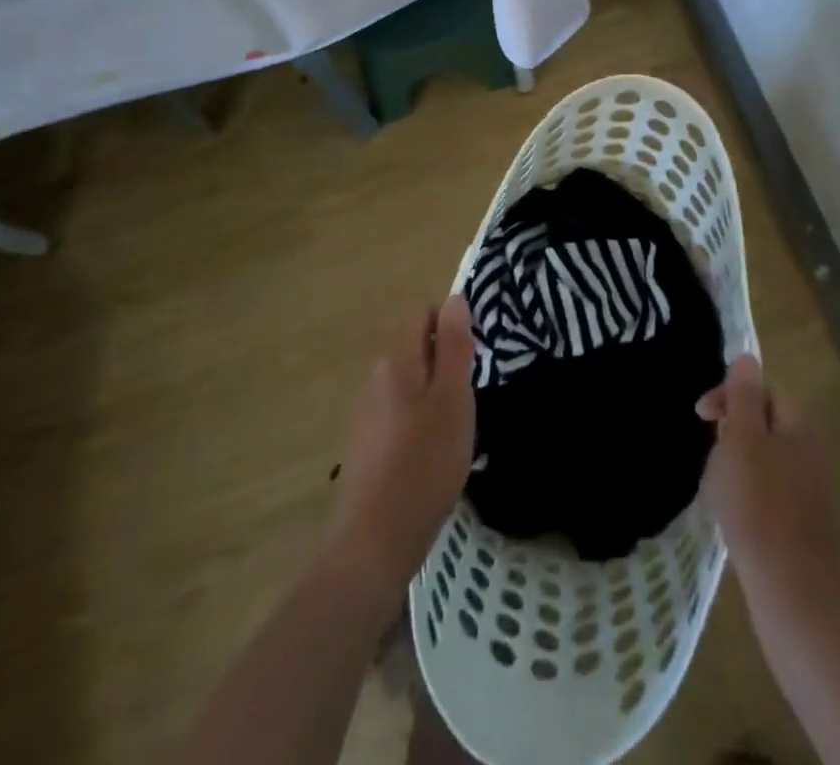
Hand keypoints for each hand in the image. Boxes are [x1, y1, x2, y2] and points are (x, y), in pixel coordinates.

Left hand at [328, 295, 475, 596]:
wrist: (374, 542)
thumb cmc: (424, 464)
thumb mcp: (453, 399)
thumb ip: (454, 346)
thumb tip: (454, 298)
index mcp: (397, 362)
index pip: (422, 316)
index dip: (451, 325)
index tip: (474, 356)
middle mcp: (375, 380)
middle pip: (415, 351)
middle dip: (445, 364)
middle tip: (471, 399)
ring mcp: (365, 415)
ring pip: (409, 386)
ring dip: (433, 397)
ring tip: (456, 433)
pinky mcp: (365, 448)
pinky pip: (399, 418)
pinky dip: (418, 425)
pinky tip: (432, 459)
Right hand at [697, 354, 839, 624]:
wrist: (796, 601)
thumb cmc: (760, 510)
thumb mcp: (742, 441)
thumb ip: (744, 396)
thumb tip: (747, 357)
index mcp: (798, 426)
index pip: (763, 388)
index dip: (730, 393)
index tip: (700, 415)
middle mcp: (811, 451)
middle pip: (764, 423)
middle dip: (730, 432)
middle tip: (709, 456)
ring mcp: (811, 491)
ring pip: (764, 460)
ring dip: (736, 466)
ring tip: (716, 492)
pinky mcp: (805, 527)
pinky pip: (770, 494)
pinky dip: (748, 498)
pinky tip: (734, 520)